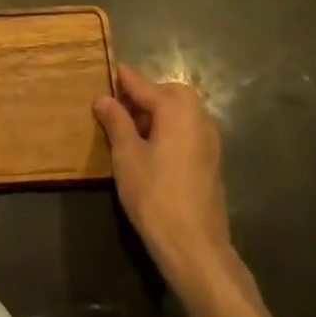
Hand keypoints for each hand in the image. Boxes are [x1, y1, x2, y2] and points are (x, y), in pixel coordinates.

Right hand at [95, 64, 254, 302]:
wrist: (195, 247)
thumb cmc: (155, 195)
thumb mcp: (126, 156)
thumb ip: (116, 121)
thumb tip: (103, 98)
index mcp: (176, 110)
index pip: (143, 85)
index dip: (123, 79)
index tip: (109, 69)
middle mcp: (198, 118)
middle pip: (169, 94)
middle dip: (146, 96)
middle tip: (120, 110)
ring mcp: (210, 141)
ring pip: (181, 113)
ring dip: (159, 114)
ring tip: (132, 132)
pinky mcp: (212, 161)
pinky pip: (188, 131)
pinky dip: (171, 130)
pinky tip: (153, 150)